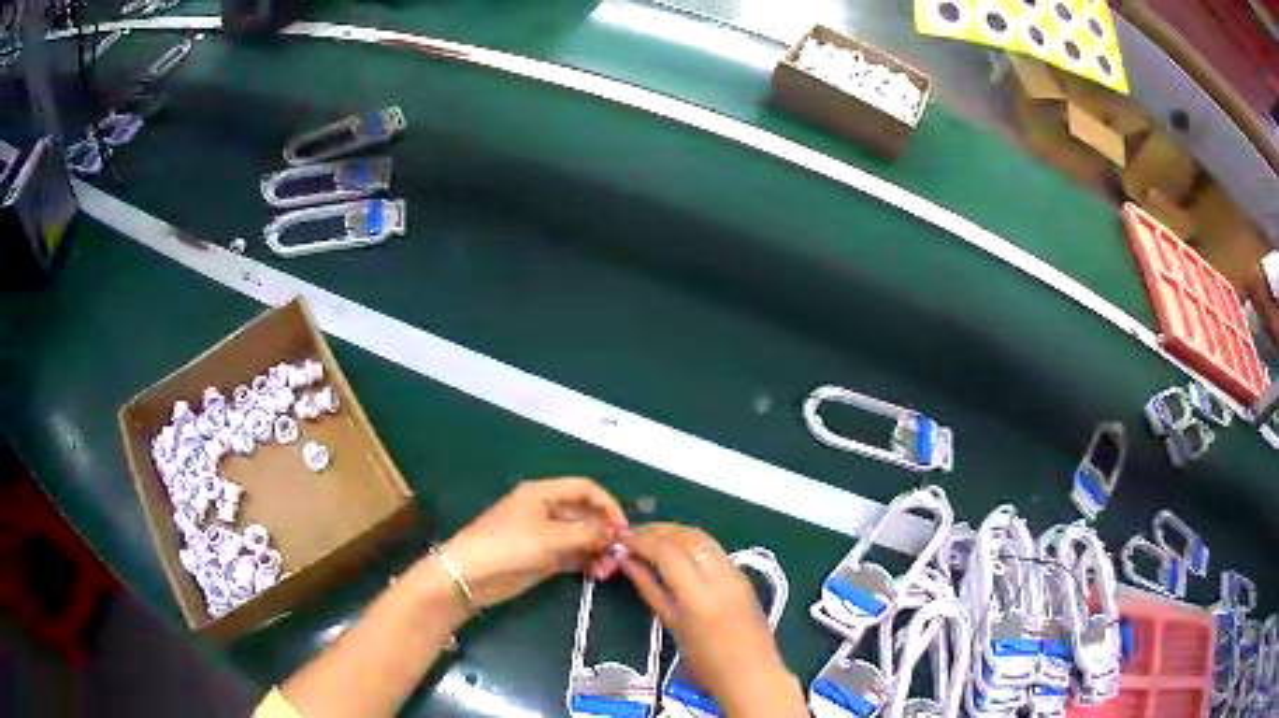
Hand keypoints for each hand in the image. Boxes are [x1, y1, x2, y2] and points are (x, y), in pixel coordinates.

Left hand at [439, 477, 628, 609]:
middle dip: (604, 532)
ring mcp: (544, 535)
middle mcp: (546, 510)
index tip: (623, 528)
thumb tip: (615, 535)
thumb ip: (585, 535)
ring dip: (597, 550)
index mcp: (543, 493)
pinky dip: (586, 562)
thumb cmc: (507, 546)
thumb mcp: (549, 538)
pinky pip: (572, 555)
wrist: (470, 575)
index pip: (585, 489)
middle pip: (585, 514)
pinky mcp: (542, 557)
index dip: (608, 505)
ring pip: (581, 537)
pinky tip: (597, 574)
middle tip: (619, 554)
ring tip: (607, 570)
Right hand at [620, 524, 805, 717]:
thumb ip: (649, 589)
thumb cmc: (706, 662)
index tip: (622, 540)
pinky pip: (714, 549)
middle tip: (633, 535)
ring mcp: (737, 574)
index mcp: (699, 596)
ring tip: (650, 539)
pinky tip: (675, 551)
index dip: (642, 540)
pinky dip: (691, 543)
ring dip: (675, 532)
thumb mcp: (672, 625)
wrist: (752, 674)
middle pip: (688, 536)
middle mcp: (721, 577)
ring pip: (703, 538)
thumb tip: (627, 562)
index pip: (668, 552)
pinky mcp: (744, 576)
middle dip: (658, 530)